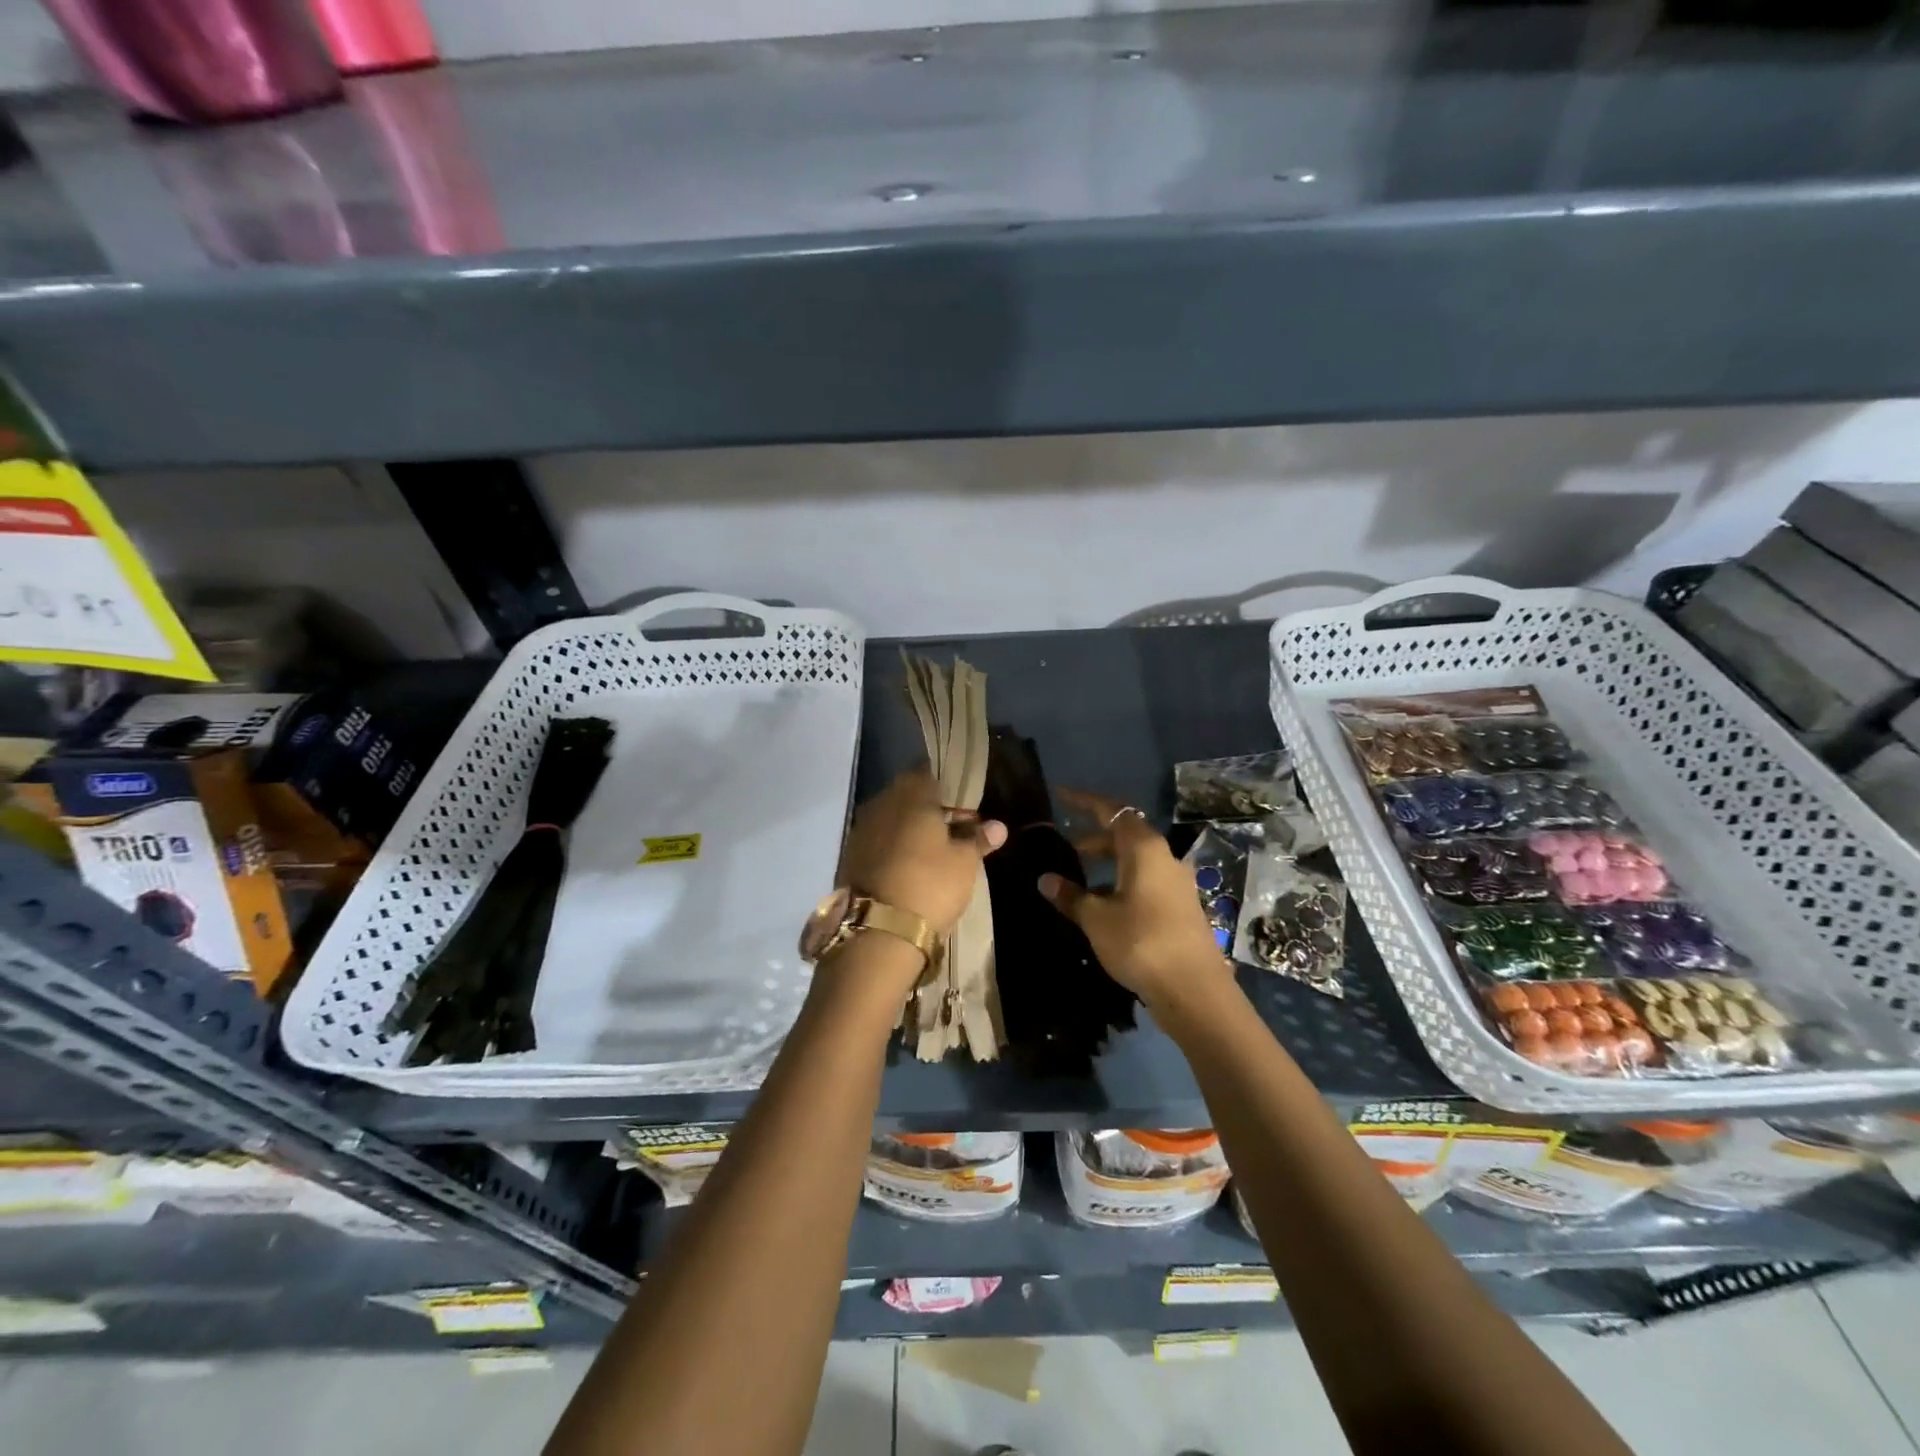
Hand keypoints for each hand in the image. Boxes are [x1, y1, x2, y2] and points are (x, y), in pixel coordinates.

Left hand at [841, 767, 1006, 933]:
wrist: (877, 932)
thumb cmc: (930, 885)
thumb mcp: (965, 863)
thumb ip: (978, 839)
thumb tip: (997, 826)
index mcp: (910, 794)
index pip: (930, 773)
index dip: (951, 788)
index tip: (967, 806)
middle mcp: (881, 803)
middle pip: (909, 795)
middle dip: (931, 808)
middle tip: (956, 831)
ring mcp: (861, 829)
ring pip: (892, 817)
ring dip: (911, 828)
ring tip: (935, 852)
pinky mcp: (850, 855)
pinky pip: (878, 839)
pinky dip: (894, 846)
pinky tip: (910, 866)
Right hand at [1039, 790, 1232, 1014]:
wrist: (1193, 989)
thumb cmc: (1140, 942)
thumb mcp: (1096, 919)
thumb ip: (1071, 895)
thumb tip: (1046, 879)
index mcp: (1144, 848)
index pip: (1111, 811)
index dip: (1084, 802)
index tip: (1061, 796)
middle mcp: (1164, 857)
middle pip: (1126, 833)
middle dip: (1094, 836)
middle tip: (1066, 846)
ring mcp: (1176, 882)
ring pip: (1136, 858)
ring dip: (1108, 860)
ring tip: (1080, 876)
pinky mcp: (1180, 905)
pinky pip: (1146, 878)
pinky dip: (1122, 879)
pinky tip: (1105, 901)